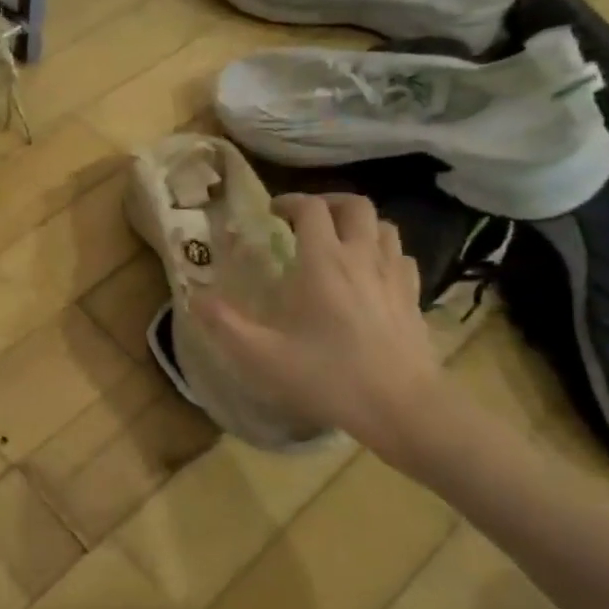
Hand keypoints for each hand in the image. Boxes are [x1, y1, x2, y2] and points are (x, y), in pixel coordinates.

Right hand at [192, 193, 447, 467]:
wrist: (401, 406)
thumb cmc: (328, 376)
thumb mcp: (262, 356)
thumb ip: (224, 324)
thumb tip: (194, 298)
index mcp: (323, 262)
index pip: (311, 208)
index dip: (290, 202)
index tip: (271, 213)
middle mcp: (362, 257)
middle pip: (355, 205)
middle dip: (328, 202)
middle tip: (305, 219)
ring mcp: (393, 276)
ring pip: (384, 226)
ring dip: (359, 224)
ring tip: (338, 241)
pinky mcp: (413, 297)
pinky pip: (402, 257)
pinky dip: (384, 253)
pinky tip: (371, 273)